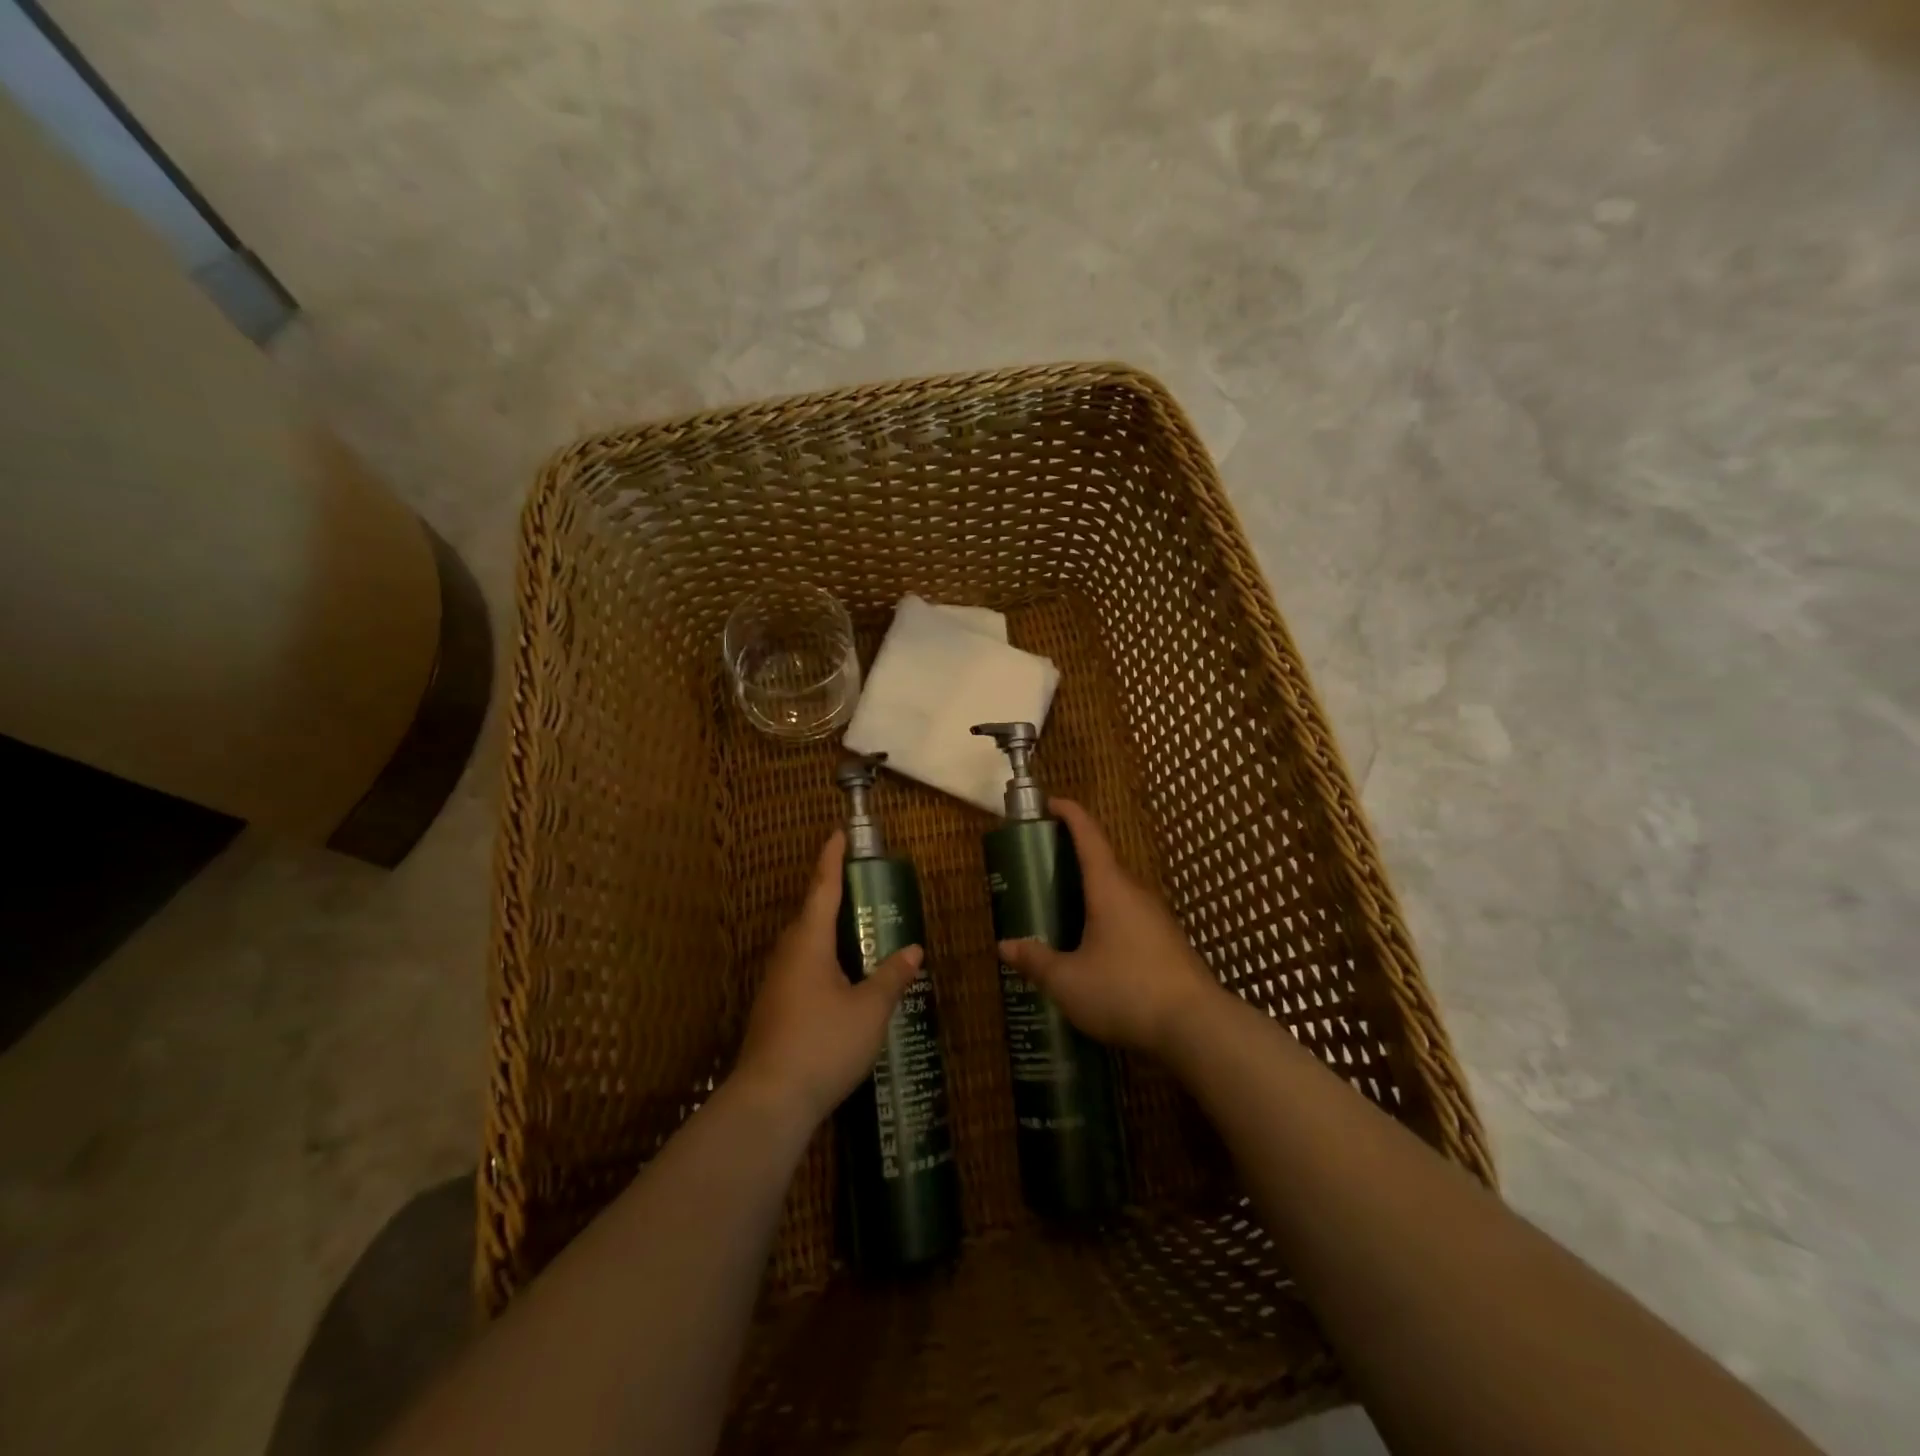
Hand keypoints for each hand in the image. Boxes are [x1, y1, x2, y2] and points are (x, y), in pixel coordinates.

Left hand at [734, 831, 924, 1125]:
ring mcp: (776, 983)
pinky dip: (824, 960)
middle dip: (833, 896)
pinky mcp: (773, 1009)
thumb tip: (913, 950)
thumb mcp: (870, 1010)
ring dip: (829, 932)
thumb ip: (892, 977)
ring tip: (859, 933)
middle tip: (863, 887)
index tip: (837, 834)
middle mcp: (788, 955)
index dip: (832, 859)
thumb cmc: (823, 1043)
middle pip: (811, 914)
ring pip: (805, 945)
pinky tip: (842, 980)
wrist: (769, 1100)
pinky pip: (802, 968)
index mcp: (809, 942)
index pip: (822, 888)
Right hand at [997, 799, 1221, 1058]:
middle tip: (1041, 869)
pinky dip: (1106, 917)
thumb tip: (1005, 946)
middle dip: (1072, 859)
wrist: (1197, 1027)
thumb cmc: (1125, 991)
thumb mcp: (1068, 981)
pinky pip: (1129, 916)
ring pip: (1117, 893)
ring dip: (1090, 892)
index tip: (1050, 803)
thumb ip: (1035, 961)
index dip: (1069, 814)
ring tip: (1061, 910)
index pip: (1088, 835)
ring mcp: (1156, 917)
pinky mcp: (1168, 942)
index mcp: (1109, 888)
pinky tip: (1093, 947)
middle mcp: (1135, 893)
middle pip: (1102, 862)